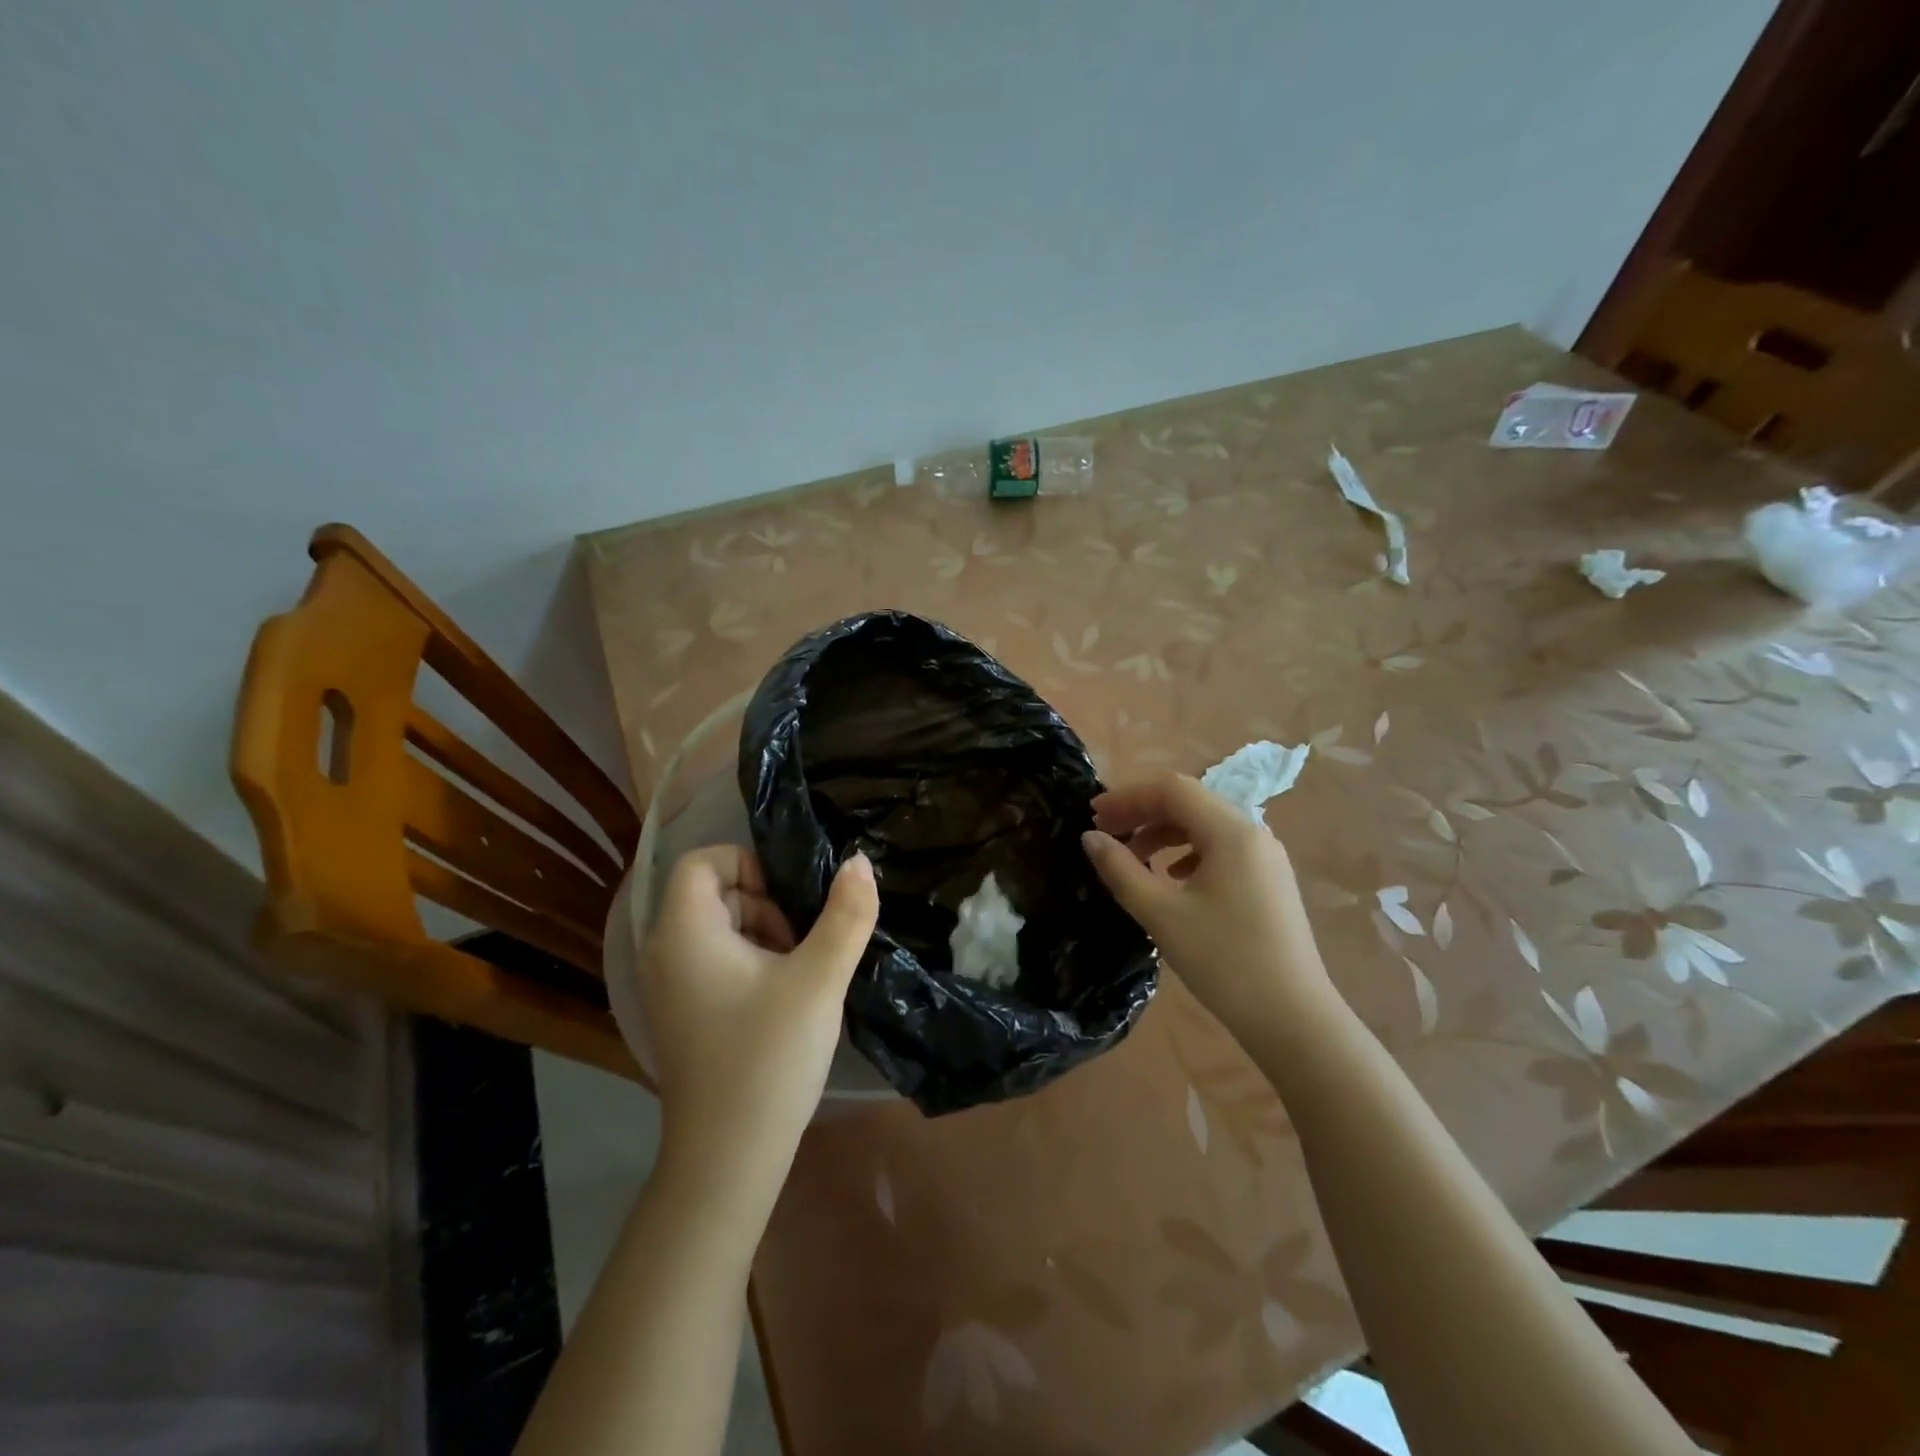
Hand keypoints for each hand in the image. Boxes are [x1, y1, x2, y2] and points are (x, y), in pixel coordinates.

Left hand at [639, 846, 878, 1198]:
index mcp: (684, 933)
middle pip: (711, 893)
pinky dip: (748, 962)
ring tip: (797, 973)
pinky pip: (713, 961)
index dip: (748, 863)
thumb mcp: (818, 979)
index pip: (701, 861)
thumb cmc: (769, 1057)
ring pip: (716, 928)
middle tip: (801, 943)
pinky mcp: (681, 1014)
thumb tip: (859, 861)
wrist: (728, 1159)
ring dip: (761, 933)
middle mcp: (664, 953)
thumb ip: (845, 914)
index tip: (789, 897)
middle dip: (763, 903)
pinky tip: (780, 999)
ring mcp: (668, 987)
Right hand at [1081, 774, 1333, 1040]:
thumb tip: (1090, 838)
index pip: (1172, 790)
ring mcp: (1265, 856)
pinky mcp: (1269, 880)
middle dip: (1143, 812)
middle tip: (1106, 833)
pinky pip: (1221, 847)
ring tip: (1133, 857)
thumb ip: (1120, 869)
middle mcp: (1253, 832)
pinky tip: (1172, 877)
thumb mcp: (1161, 914)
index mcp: (1231, 831)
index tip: (1093, 816)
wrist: (1294, 1019)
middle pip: (1189, 802)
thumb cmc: (1223, 961)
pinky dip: (1187, 851)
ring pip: (1205, 825)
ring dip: (1163, 832)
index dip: (1128, 797)